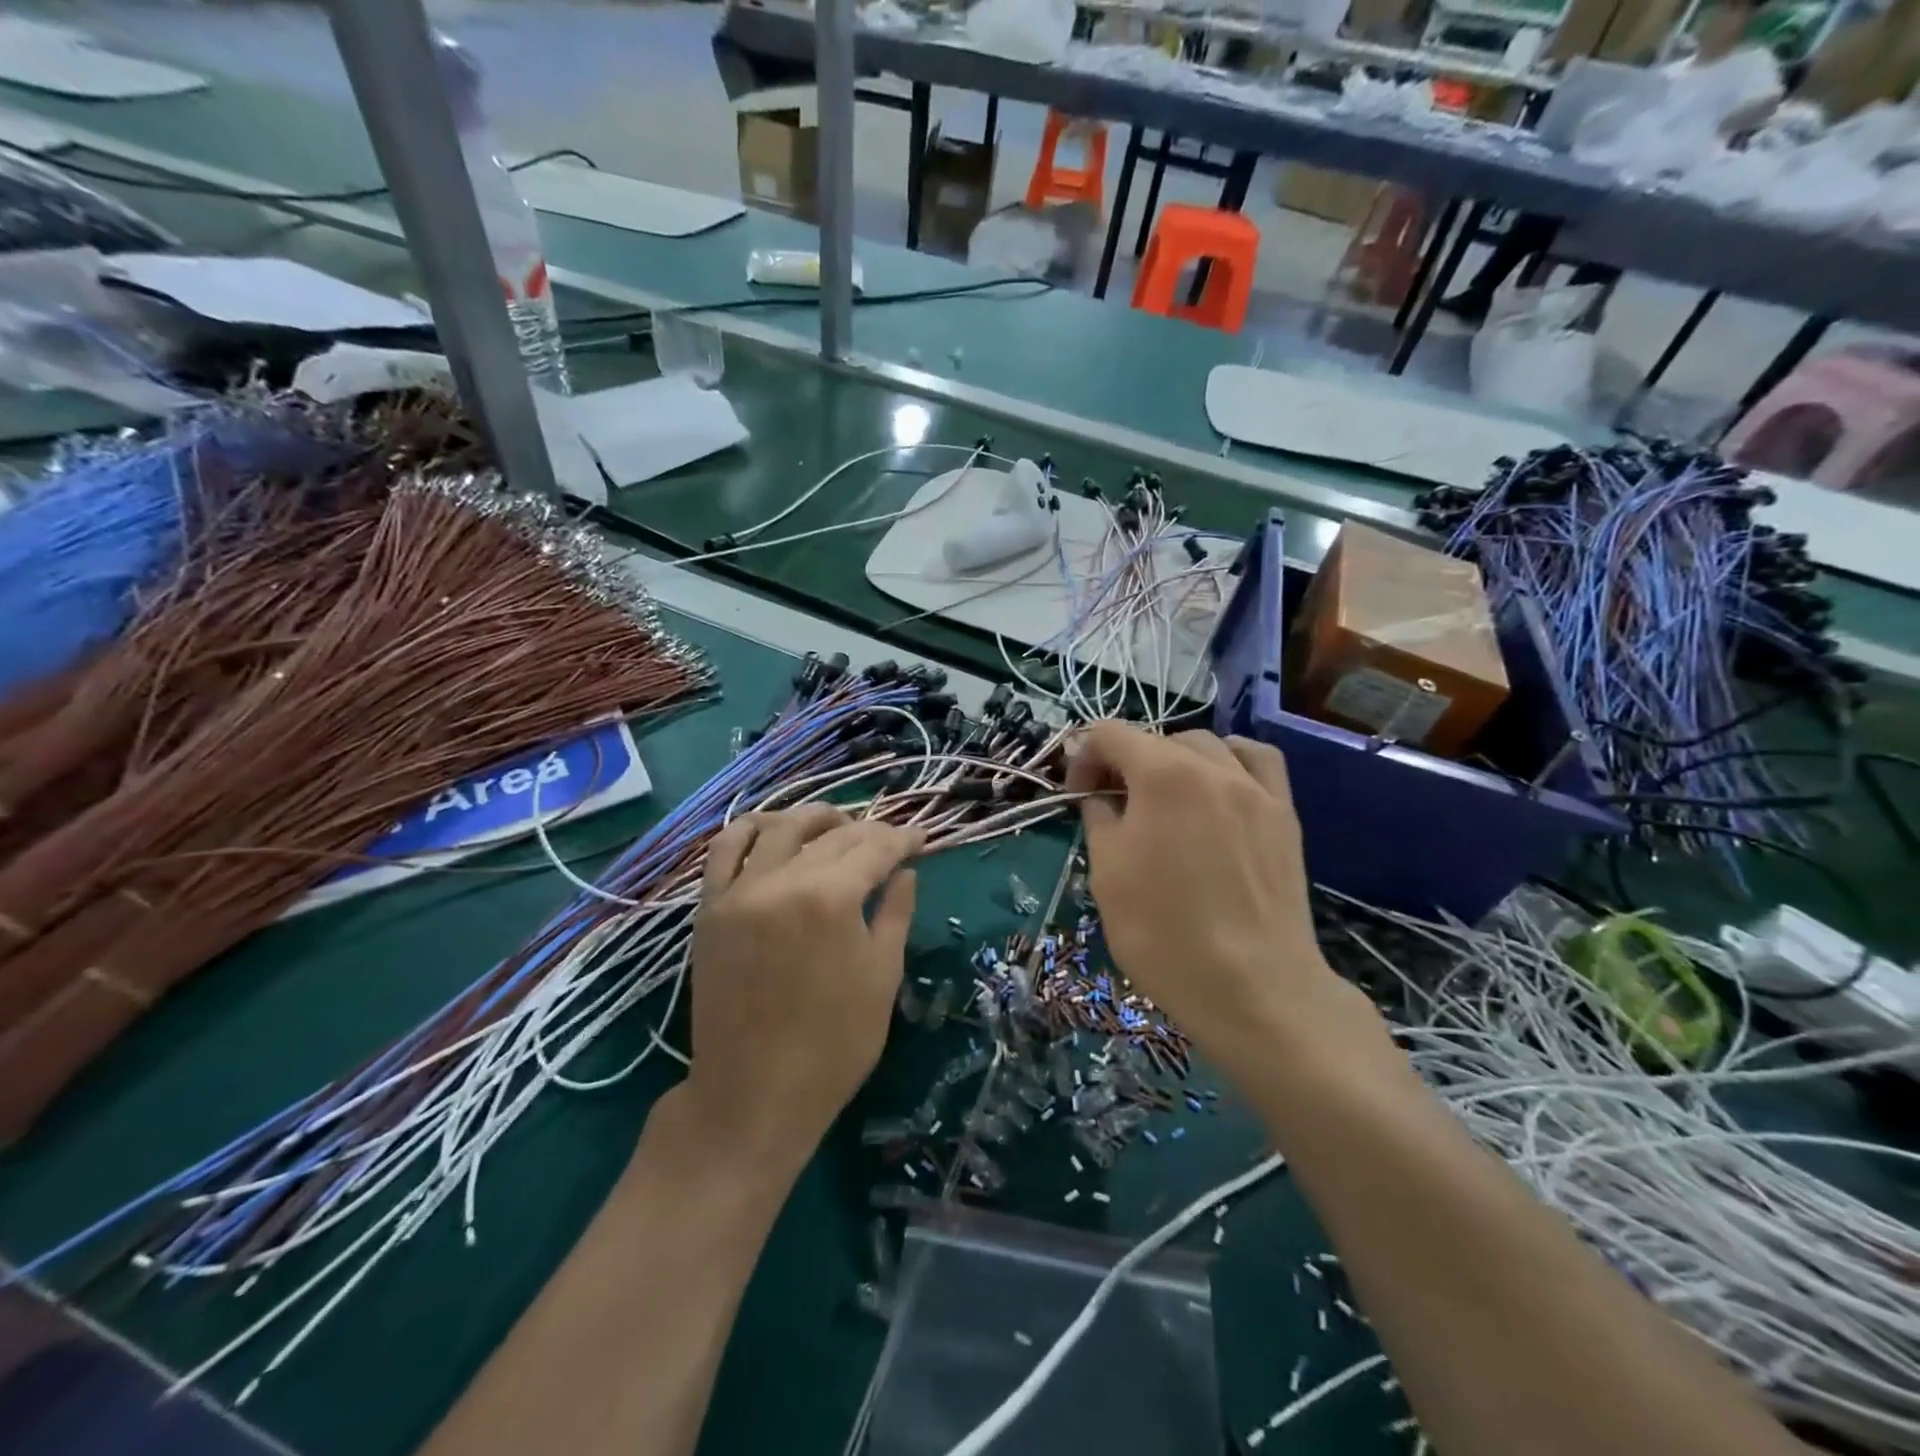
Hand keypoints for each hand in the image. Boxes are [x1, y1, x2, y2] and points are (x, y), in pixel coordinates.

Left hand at [683, 805, 920, 1168]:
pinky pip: (724, 850)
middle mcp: (782, 881)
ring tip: (836, 824)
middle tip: (889, 840)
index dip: (902, 839)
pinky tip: (773, 831)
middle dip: (868, 831)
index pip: (875, 848)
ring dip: (814, 819)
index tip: (921, 838)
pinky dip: (751, 830)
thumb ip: (895, 913)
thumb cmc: (834, 1044)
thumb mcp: (882, 976)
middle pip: (832, 835)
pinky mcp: (710, 908)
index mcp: (831, 899)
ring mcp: (739, 891)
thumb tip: (905, 871)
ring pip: (779, 828)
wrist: (753, 1094)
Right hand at [1066, 725, 1367, 1071]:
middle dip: (1126, 761)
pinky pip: (1257, 762)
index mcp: (1162, 774)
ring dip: (1175, 759)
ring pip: (1207, 745)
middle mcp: (1212, 766)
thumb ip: (1098, 816)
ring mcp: (1255, 788)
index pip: (1110, 734)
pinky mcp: (1284, 814)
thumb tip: (1097, 792)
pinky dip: (1230, 761)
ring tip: (1165, 797)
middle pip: (1157, 738)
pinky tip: (1220, 787)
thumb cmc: (1164, 933)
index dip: (1083, 756)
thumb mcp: (1108, 873)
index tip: (1078, 795)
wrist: (1253, 988)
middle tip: (1113, 805)